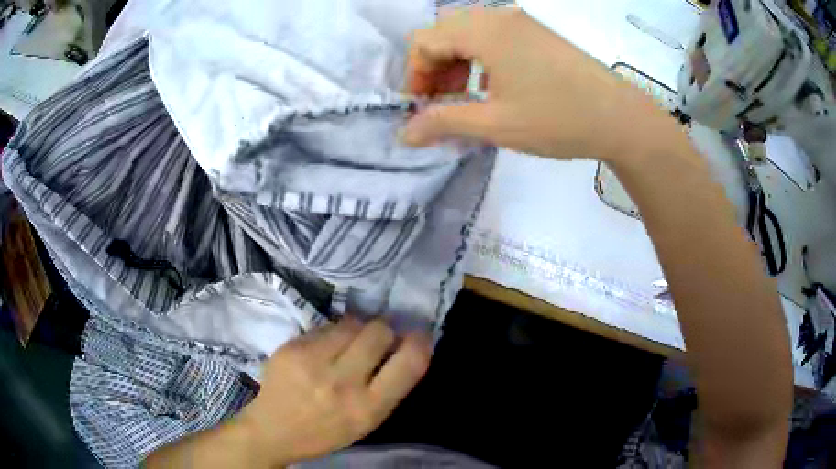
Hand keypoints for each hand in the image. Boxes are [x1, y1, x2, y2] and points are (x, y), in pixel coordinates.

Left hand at [238, 318, 430, 466]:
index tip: (418, 336)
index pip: (409, 363)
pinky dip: (331, 333)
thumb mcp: (366, 422)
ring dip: (357, 329)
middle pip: (379, 331)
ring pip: (352, 322)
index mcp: (367, 408)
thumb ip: (387, 388)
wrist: (273, 430)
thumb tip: (405, 347)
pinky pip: (325, 326)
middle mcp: (342, 383)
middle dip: (384, 331)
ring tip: (347, 343)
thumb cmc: (325, 431)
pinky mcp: (291, 347)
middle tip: (377, 339)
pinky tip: (321, 349)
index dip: (420, 343)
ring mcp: (313, 362)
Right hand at [401, 8, 667, 159]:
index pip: (424, 41)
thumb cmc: (558, 120)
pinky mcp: (536, 33)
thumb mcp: (495, 124)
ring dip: (455, 62)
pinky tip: (492, 86)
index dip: (415, 75)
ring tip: (465, 97)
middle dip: (433, 67)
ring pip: (467, 32)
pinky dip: (479, 58)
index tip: (422, 109)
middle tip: (442, 102)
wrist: (620, 119)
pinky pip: (492, 36)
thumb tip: (405, 133)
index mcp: (484, 31)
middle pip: (443, 31)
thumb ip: (444, 123)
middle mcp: (498, 16)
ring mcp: (520, 22)